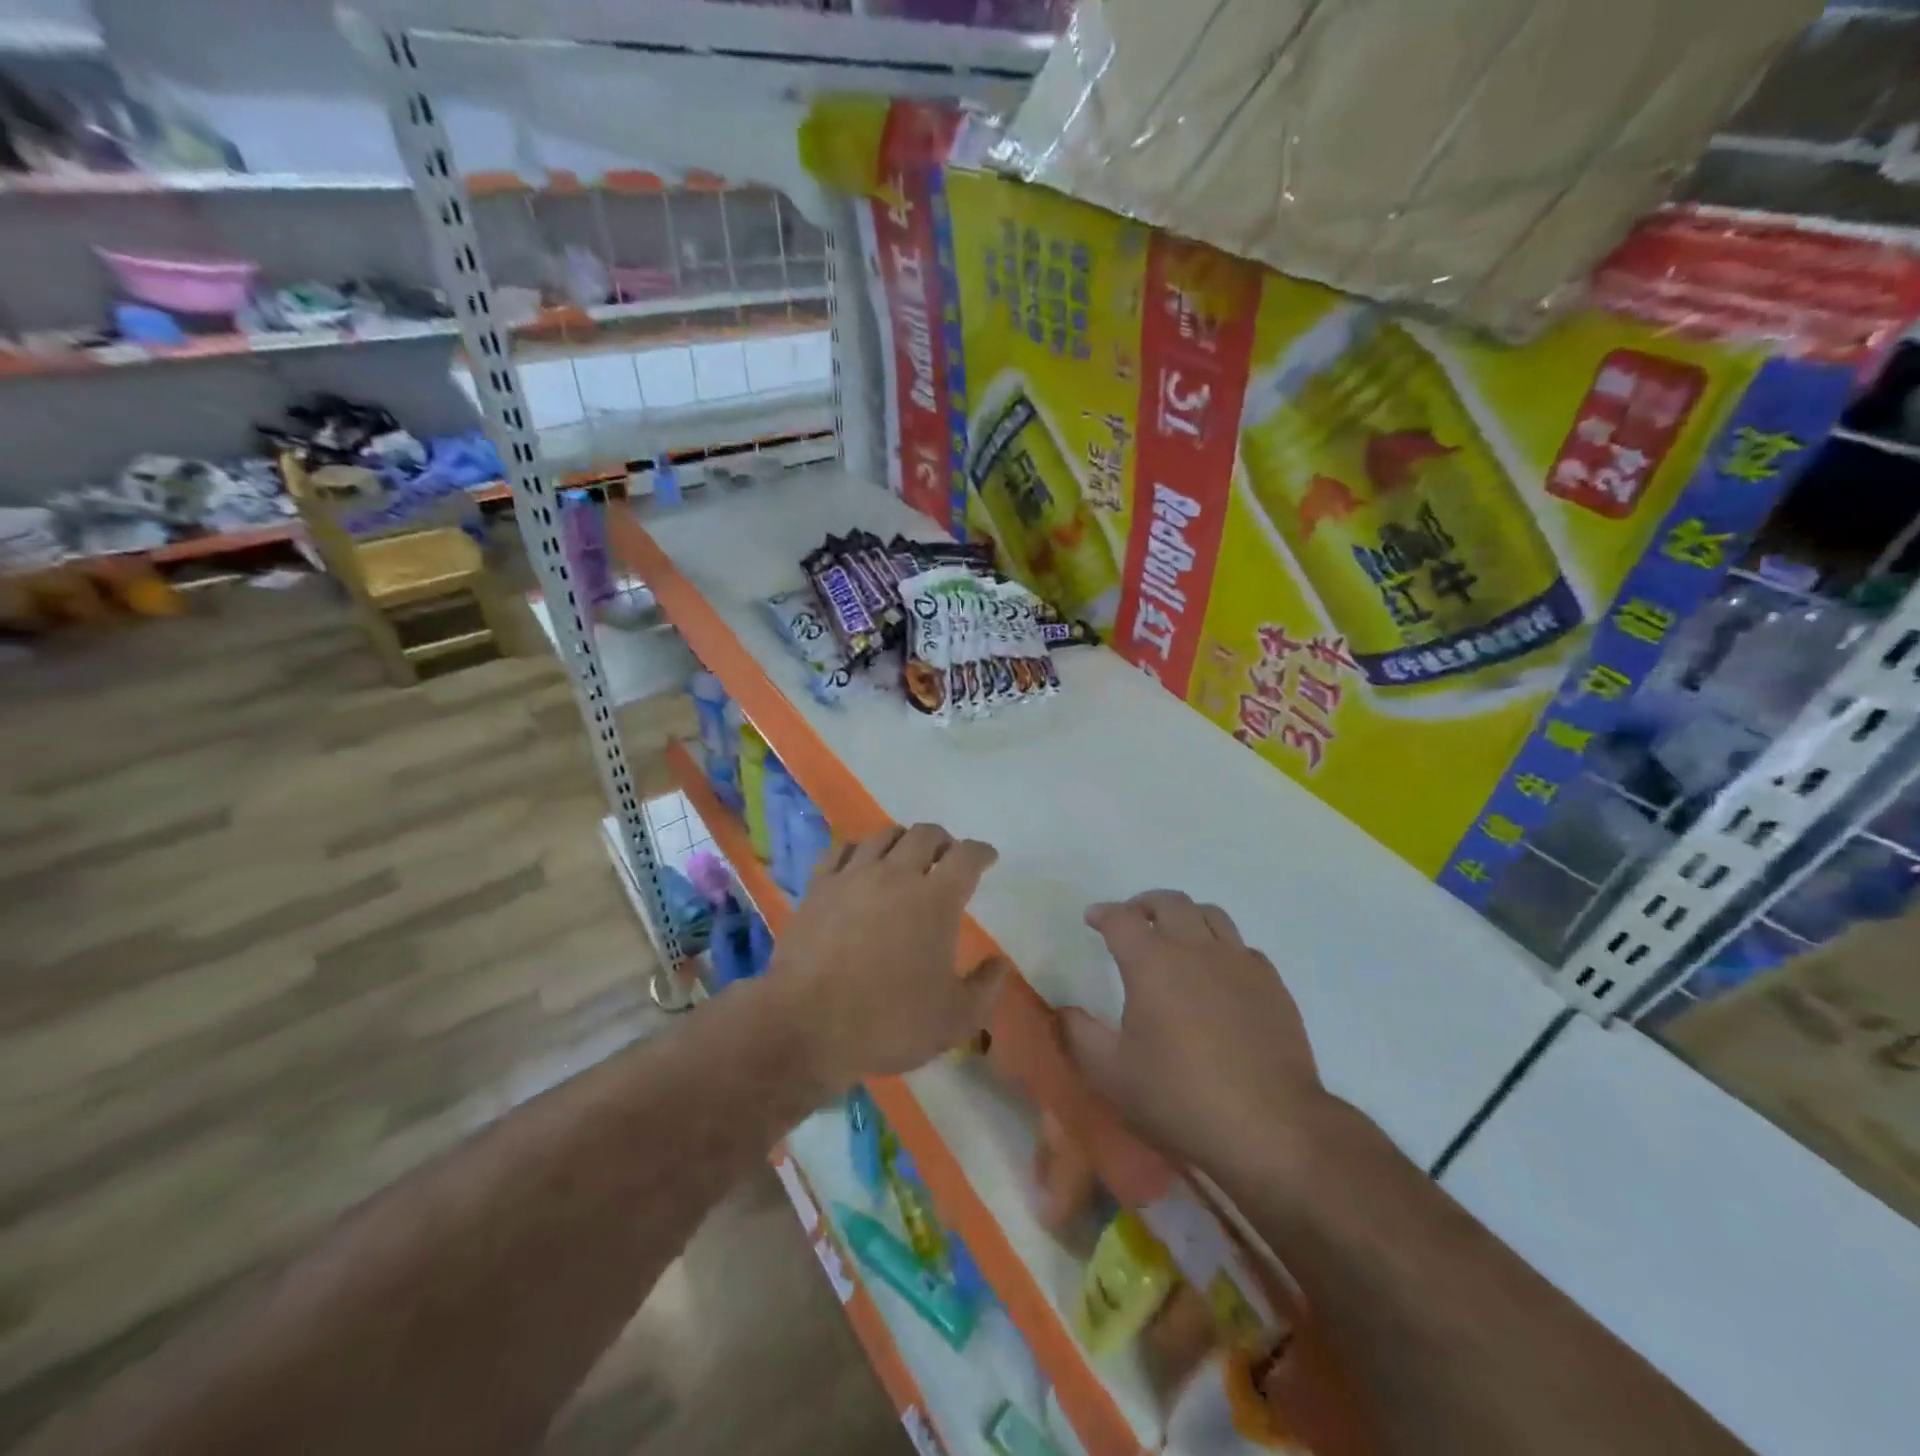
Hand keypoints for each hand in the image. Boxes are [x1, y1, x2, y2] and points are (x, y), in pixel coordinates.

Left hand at [770, 823, 1008, 1090]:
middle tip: (947, 857)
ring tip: (905, 856)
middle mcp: (896, 875)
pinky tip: (859, 863)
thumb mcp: (954, 1019)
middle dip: (943, 841)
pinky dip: (858, 850)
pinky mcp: (818, 887)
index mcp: (936, 900)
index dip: (981, 852)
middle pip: (925, 835)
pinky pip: (841, 851)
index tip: (987, 858)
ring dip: (902, 840)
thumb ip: (985, 988)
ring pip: (883, 836)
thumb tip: (999, 963)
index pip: (967, 856)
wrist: (807, 1025)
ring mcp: (853, 876)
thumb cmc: (888, 1022)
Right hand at [1061, 891, 1327, 1178]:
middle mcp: (1195, 949)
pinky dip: (1222, 947)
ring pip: (1210, 914)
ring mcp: (1239, 963)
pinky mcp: (1272, 984)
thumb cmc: (1180, 1098)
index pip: (1121, 919)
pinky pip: (1242, 947)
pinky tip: (1218, 973)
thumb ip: (1080, 1035)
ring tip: (1176, 936)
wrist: (1271, 1128)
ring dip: (1185, 916)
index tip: (1093, 919)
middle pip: (1169, 903)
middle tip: (1133, 920)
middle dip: (1144, 904)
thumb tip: (1064, 1010)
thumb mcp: (1112, 1075)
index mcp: (1152, 963)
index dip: (1103, 914)